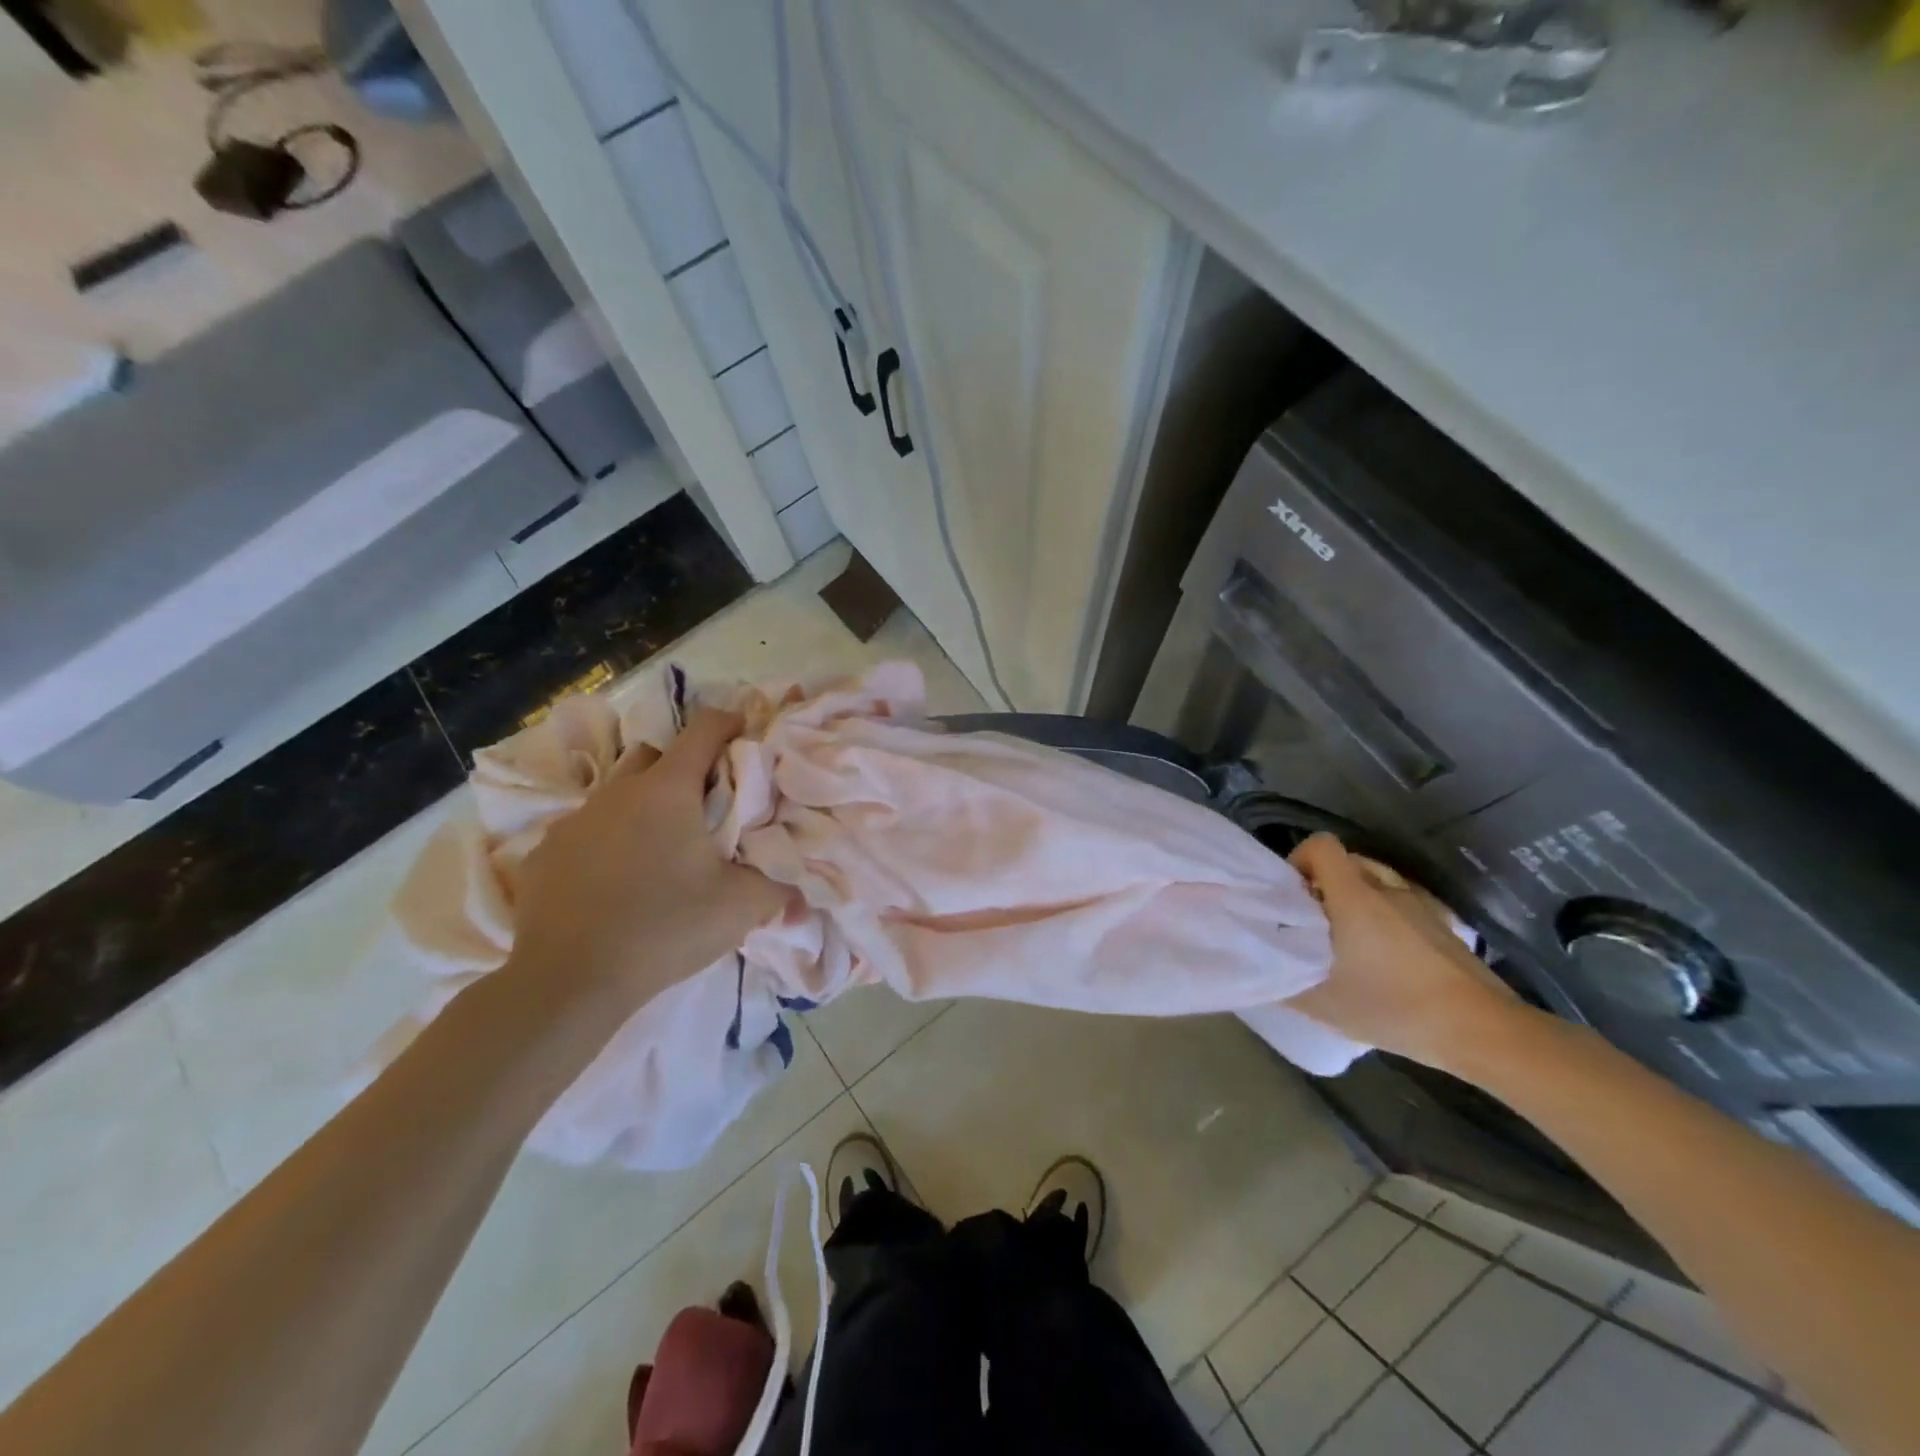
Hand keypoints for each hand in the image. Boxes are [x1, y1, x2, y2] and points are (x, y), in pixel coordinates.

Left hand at [505, 707, 789, 1014]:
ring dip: (643, 807)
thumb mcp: (741, 908)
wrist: (568, 981)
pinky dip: (606, 842)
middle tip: (706, 807)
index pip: (705, 729)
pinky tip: (614, 882)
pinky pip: (586, 831)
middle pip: (657, 756)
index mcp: (668, 790)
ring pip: (618, 793)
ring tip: (660, 850)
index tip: (749, 738)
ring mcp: (575, 820)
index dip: (732, 724)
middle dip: (684, 768)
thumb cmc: (664, 929)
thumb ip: (780, 887)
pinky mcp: (545, 853)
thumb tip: (802, 891)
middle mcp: (618, 791)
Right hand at [1286, 833, 1525, 1071]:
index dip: (1299, 861)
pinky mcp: (1446, 926)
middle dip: (1324, 886)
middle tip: (1314, 925)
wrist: (1483, 1031)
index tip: (1291, 897)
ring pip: (1377, 884)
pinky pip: (1403, 905)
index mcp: (1354, 895)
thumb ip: (1283, 981)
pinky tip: (1387, 958)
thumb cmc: (1395, 1006)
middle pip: (1346, 863)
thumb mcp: (1324, 1004)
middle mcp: (1387, 888)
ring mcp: (1421, 905)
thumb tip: (1258, 971)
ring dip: (1356, 901)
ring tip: (1350, 942)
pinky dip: (1387, 919)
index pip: (1320, 845)